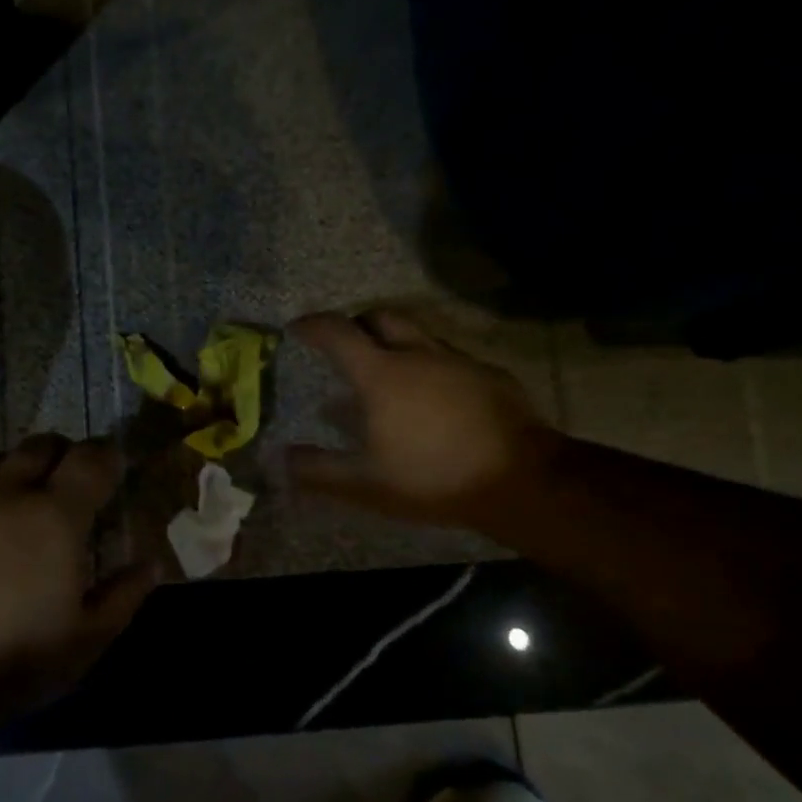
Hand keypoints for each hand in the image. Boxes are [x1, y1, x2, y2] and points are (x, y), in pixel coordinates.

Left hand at [0, 435, 158, 718]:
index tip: (112, 469)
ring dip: (9, 477)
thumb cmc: (12, 662)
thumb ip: (125, 595)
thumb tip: (151, 563)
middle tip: (65, 485)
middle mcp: (4, 494)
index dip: (107, 456)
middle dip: (59, 455)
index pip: (91, 459)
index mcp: (55, 516)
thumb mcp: (86, 641)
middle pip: (38, 445)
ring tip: (11, 510)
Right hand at [286, 309, 558, 526]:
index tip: (297, 328)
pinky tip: (434, 398)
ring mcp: (458, 362)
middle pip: (381, 318)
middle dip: (357, 323)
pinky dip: (430, 367)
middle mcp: (419, 355)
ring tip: (387, 374)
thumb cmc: (432, 477)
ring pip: (419, 335)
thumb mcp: (366, 483)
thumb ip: (319, 470)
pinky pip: (450, 359)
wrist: (520, 480)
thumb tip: (281, 459)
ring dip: (396, 344)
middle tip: (345, 343)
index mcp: (382, 374)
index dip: (312, 326)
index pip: (337, 333)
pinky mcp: (490, 376)